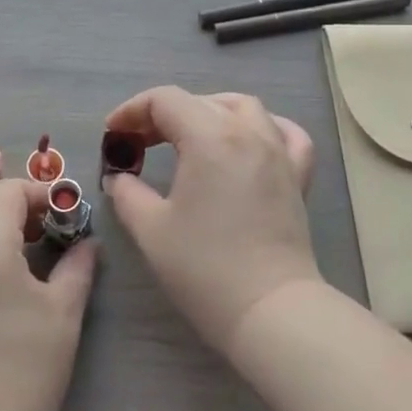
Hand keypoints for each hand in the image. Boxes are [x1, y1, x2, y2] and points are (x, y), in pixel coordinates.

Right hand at [101, 87, 318, 353]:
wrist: (269, 310)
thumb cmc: (204, 268)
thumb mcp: (151, 229)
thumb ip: (127, 193)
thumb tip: (120, 177)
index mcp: (209, 137)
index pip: (165, 100)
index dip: (132, 110)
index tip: (113, 135)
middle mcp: (247, 132)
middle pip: (200, 101)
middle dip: (163, 114)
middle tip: (139, 143)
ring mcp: (278, 152)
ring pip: (243, 107)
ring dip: (210, 111)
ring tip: (188, 135)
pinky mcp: (297, 175)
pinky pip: (286, 133)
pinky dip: (264, 127)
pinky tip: (249, 140)